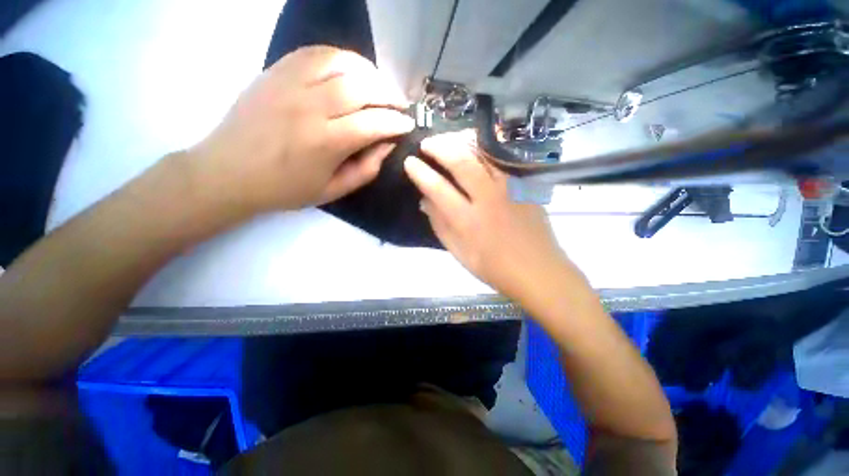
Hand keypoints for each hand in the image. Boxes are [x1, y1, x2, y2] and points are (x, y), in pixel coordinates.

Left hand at [189, 46, 413, 214]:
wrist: (228, 172)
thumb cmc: (285, 189)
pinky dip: (341, 58)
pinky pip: (316, 53)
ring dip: (369, 72)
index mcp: (325, 143)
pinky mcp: (276, 71)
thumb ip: (366, 169)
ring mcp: (289, 83)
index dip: (397, 122)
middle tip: (401, 104)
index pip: (373, 124)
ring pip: (341, 62)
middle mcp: (310, 107)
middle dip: (390, 94)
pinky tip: (351, 71)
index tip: (409, 124)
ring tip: (381, 86)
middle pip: (362, 87)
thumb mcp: (333, 191)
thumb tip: (388, 144)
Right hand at [404, 130, 569, 297]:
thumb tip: (425, 201)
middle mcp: (488, 199)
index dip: (421, 173)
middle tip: (426, 143)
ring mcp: (509, 189)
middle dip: (439, 147)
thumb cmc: (494, 267)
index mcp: (468, 221)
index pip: (438, 188)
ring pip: (483, 154)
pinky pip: (500, 160)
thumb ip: (440, 225)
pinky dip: (482, 149)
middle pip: (461, 162)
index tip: (409, 162)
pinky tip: (473, 148)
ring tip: (447, 139)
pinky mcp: (524, 186)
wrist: (537, 270)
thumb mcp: (459, 253)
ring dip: (461, 142)